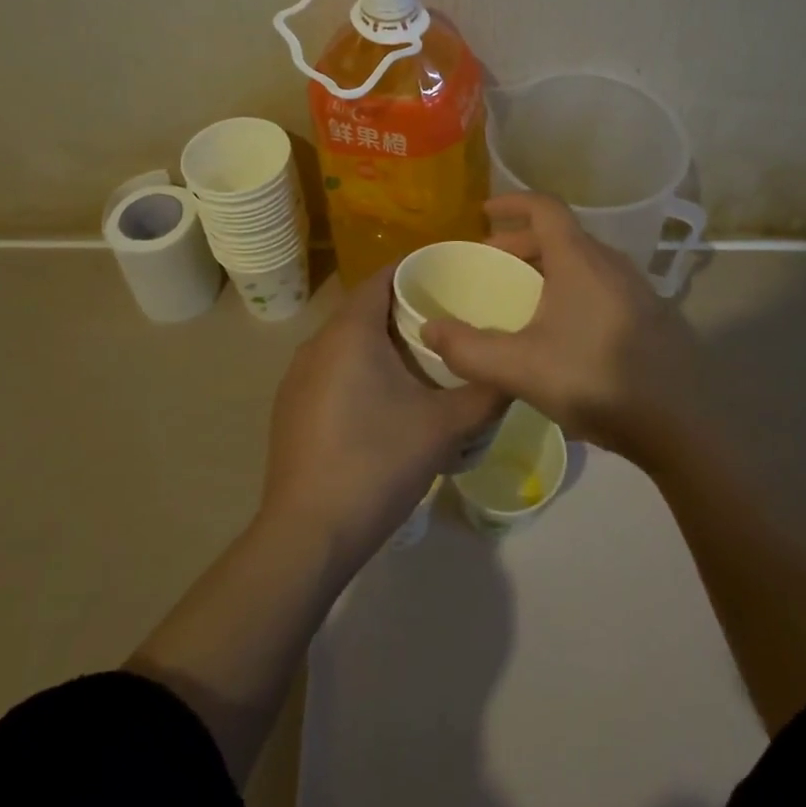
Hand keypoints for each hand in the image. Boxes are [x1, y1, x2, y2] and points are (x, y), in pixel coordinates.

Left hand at [259, 267, 506, 562]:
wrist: (309, 535)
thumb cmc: (378, 463)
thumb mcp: (446, 426)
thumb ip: (486, 392)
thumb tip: (514, 373)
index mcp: (350, 333)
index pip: (382, 278)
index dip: (417, 270)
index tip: (453, 277)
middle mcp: (316, 344)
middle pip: (365, 309)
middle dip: (406, 310)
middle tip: (450, 320)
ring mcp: (297, 379)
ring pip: (347, 342)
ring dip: (383, 343)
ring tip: (425, 359)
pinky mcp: (291, 410)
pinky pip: (332, 370)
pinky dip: (361, 369)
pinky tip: (387, 400)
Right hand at [422, 193, 701, 461]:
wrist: (681, 421)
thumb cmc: (595, 379)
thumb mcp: (521, 368)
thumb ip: (469, 349)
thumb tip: (429, 330)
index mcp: (580, 259)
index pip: (545, 208)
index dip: (512, 203)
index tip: (484, 212)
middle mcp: (611, 262)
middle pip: (562, 235)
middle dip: (521, 241)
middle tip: (492, 263)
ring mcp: (637, 288)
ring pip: (584, 261)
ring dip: (549, 267)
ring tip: (523, 296)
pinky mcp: (651, 315)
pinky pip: (602, 284)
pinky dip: (573, 287)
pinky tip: (564, 329)